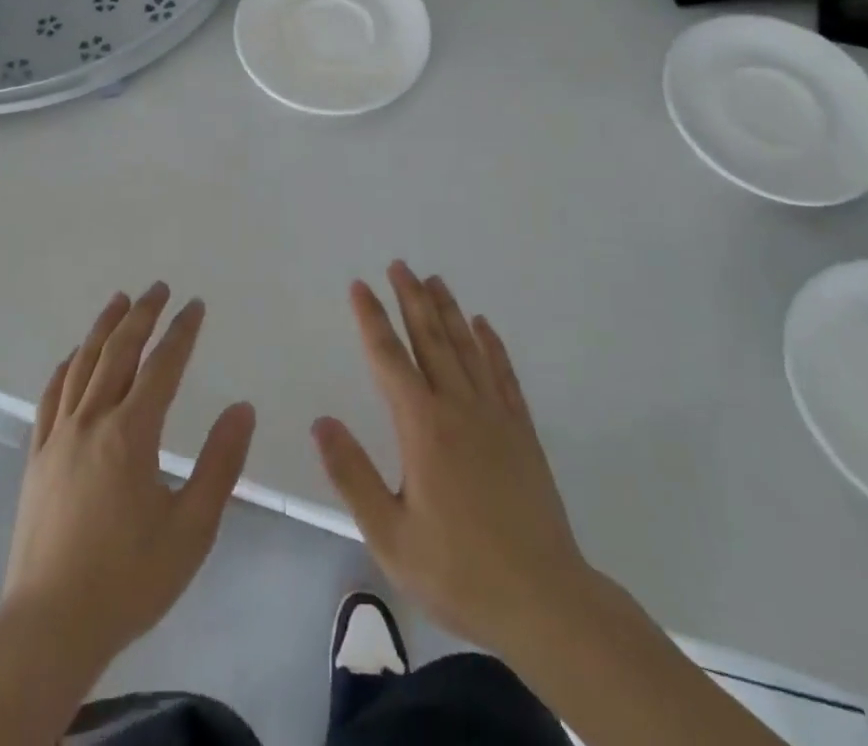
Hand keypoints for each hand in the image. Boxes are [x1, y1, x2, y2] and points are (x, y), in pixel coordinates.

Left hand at [3, 283, 255, 674]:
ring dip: (103, 328)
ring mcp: (59, 437)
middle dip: (142, 315)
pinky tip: (72, 357)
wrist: (48, 628)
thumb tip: (243, 408)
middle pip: (119, 352)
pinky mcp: (37, 458)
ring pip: (82, 365)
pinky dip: (66, 368)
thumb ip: (220, 465)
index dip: (181, 331)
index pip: (162, 365)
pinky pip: (51, 397)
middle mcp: (92, 421)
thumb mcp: (191, 529)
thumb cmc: (128, 580)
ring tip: (118, 301)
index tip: (195, 305)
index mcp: (131, 434)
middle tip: (158, 288)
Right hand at [311, 261, 597, 662]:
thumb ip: (353, 475)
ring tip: (434, 280)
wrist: (545, 602)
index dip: (372, 319)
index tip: (360, 286)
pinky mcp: (522, 432)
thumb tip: (322, 422)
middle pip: (431, 339)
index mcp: (423, 427)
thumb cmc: (459, 572)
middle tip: (399, 265)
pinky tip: (484, 326)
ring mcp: (495, 416)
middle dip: (411, 299)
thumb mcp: (390, 536)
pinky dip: (492, 346)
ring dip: (448, 311)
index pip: (389, 358)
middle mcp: (458, 408)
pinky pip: (503, 375)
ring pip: (467, 348)